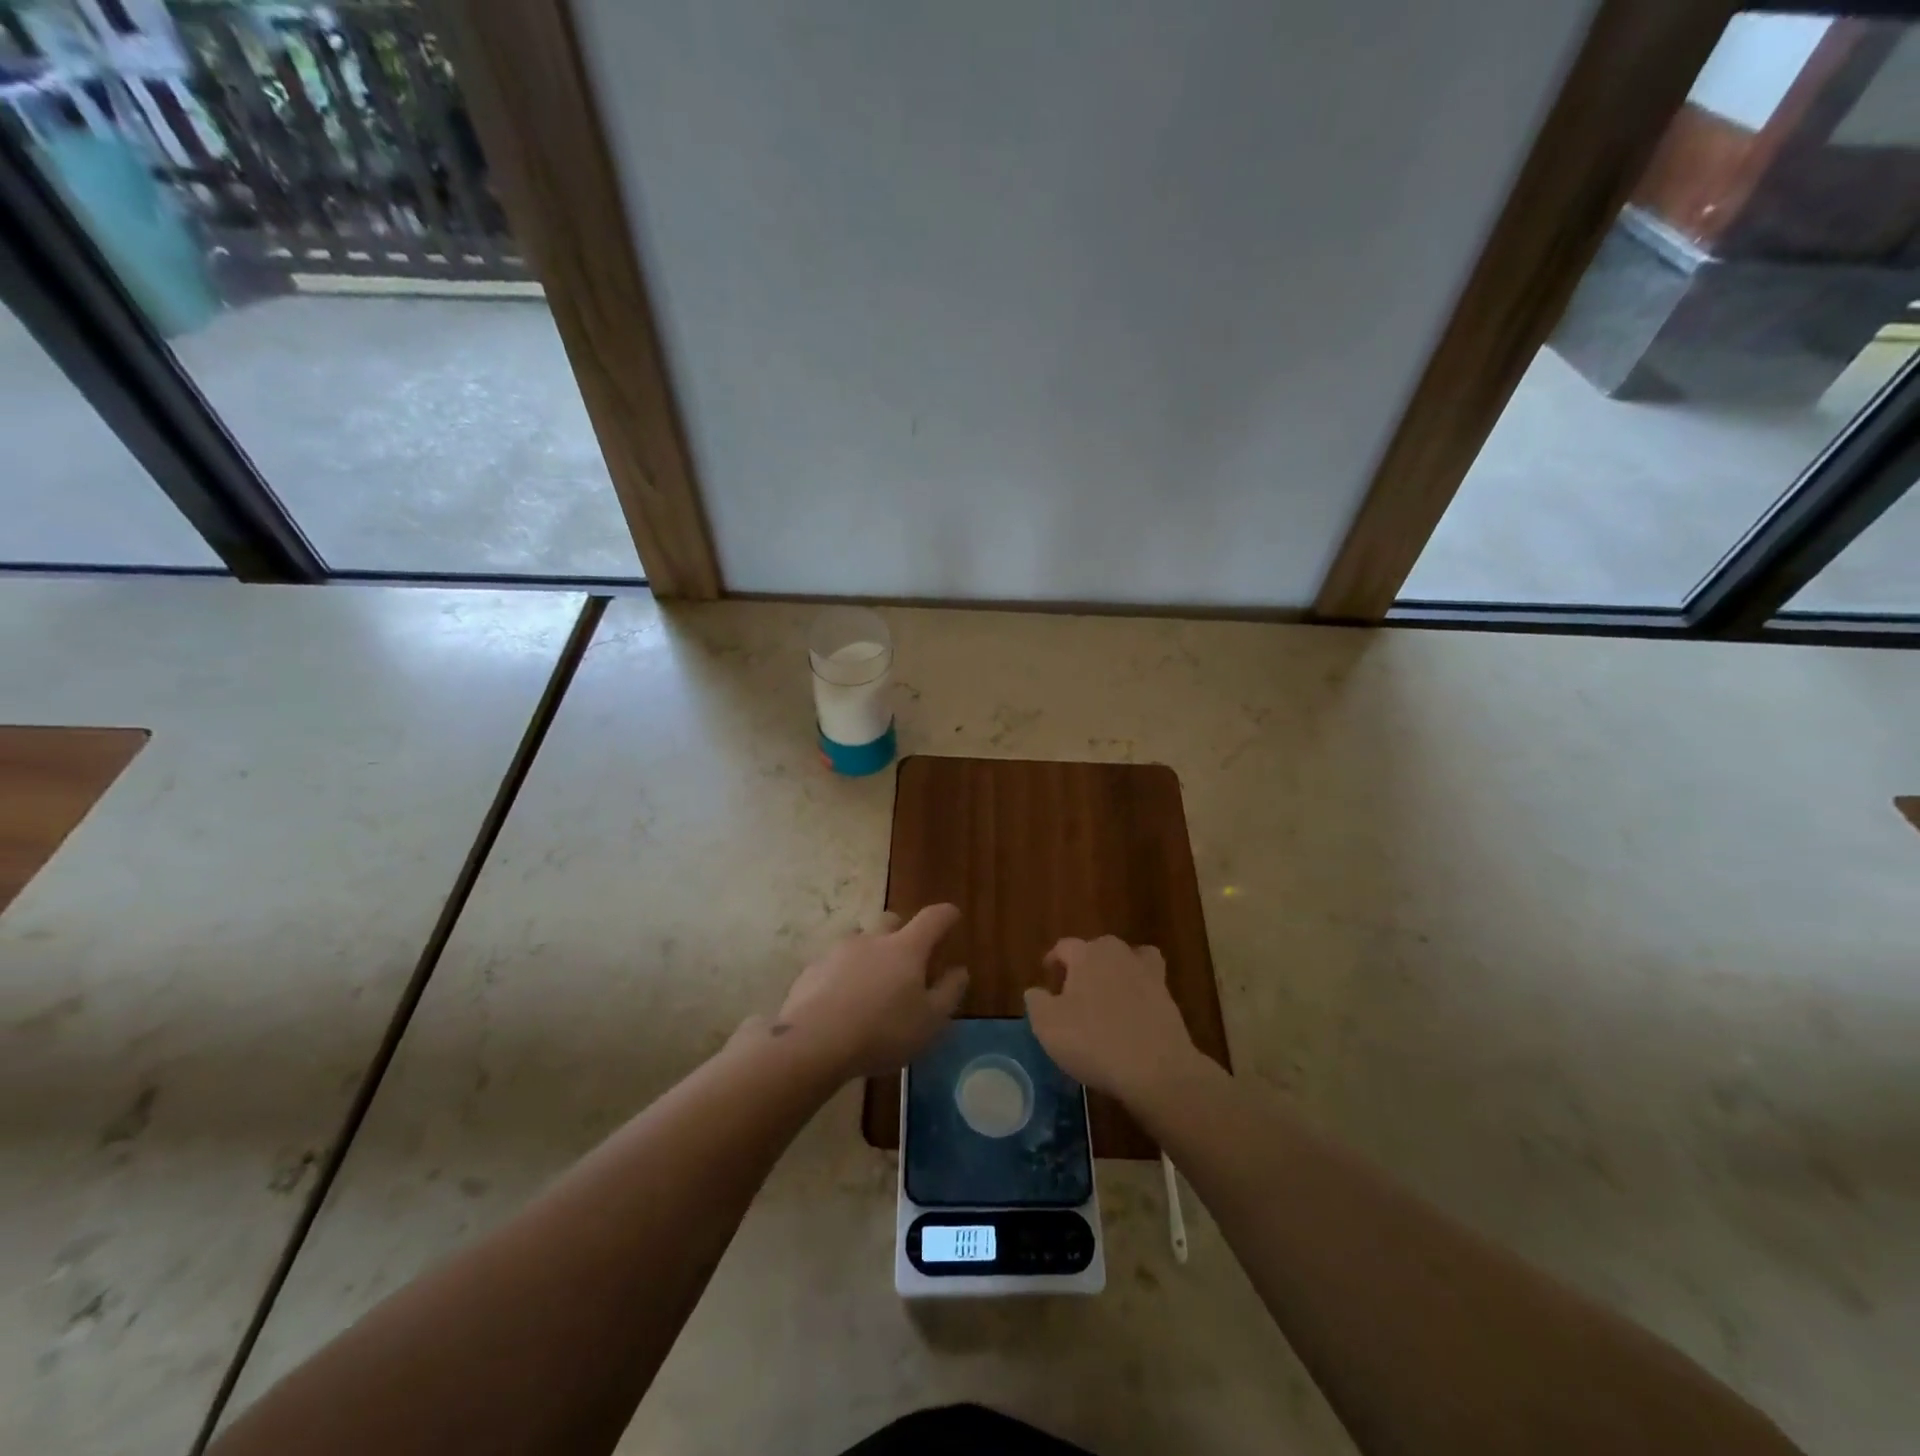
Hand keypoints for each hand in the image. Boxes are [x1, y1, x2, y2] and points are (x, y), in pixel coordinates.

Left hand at [772, 905, 967, 1079]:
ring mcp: (838, 952)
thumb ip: (948, 993)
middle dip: (902, 931)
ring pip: (859, 940)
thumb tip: (959, 971)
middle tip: (907, 956)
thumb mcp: (929, 1022)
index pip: (932, 918)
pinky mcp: (812, 969)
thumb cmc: (882, 1032)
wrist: (813, 1042)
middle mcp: (873, 940)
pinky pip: (834, 963)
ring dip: (869, 953)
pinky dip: (843, 974)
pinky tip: (841, 1001)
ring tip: (871, 982)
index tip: (953, 915)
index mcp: (906, 948)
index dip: (946, 915)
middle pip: (891, 921)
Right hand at [1025, 936, 1198, 1104]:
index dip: (1053, 959)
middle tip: (1074, 990)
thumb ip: (1036, 1002)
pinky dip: (1140, 989)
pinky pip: (1149, 983)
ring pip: (1127, 960)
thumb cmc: (1093, 1041)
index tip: (1047, 974)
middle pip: (1096, 949)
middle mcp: (1117, 953)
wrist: (1155, 1069)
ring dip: (1115, 972)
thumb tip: (1035, 991)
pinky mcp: (1168, 996)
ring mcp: (1147, 972)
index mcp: (1086, 954)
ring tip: (1106, 994)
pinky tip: (1134, 1008)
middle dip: (1084, 964)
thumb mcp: (1048, 1025)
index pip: (1064, 946)